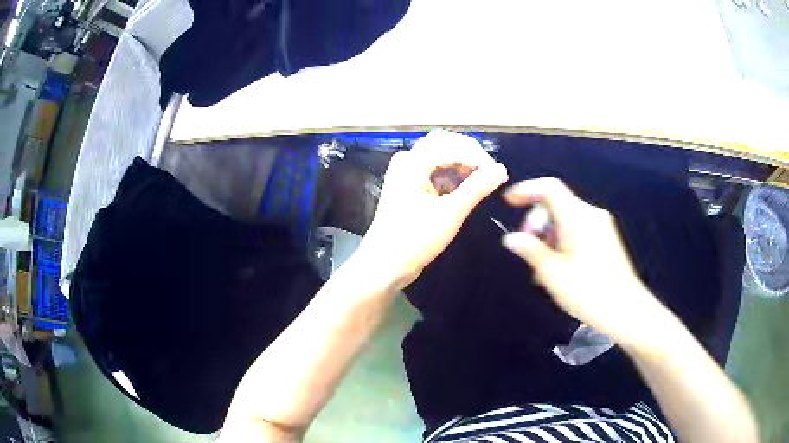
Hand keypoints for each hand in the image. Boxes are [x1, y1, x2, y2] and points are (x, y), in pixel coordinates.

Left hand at [359, 130, 507, 289]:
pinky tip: (467, 192)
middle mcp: (408, 161)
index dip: (479, 156)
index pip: (453, 145)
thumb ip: (477, 188)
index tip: (500, 174)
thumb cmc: (415, 239)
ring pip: (441, 161)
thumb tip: (501, 169)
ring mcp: (407, 175)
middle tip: (493, 176)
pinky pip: (435, 175)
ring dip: (463, 170)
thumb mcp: (451, 213)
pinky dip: (452, 180)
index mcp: (413, 161)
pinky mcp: (410, 189)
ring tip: (484, 185)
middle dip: (471, 159)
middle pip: (446, 147)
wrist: (384, 266)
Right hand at [501, 177, 661, 345]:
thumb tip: (511, 238)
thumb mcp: (553, 273)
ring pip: (566, 220)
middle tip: (528, 252)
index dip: (526, 190)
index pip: (549, 187)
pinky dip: (563, 242)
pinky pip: (578, 231)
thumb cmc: (588, 291)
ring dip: (549, 237)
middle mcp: (591, 215)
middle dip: (537, 223)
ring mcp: (601, 227)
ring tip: (543, 270)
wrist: (626, 310)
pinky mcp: (607, 240)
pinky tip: (560, 269)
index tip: (508, 203)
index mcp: (577, 216)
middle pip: (556, 205)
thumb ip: (530, 250)